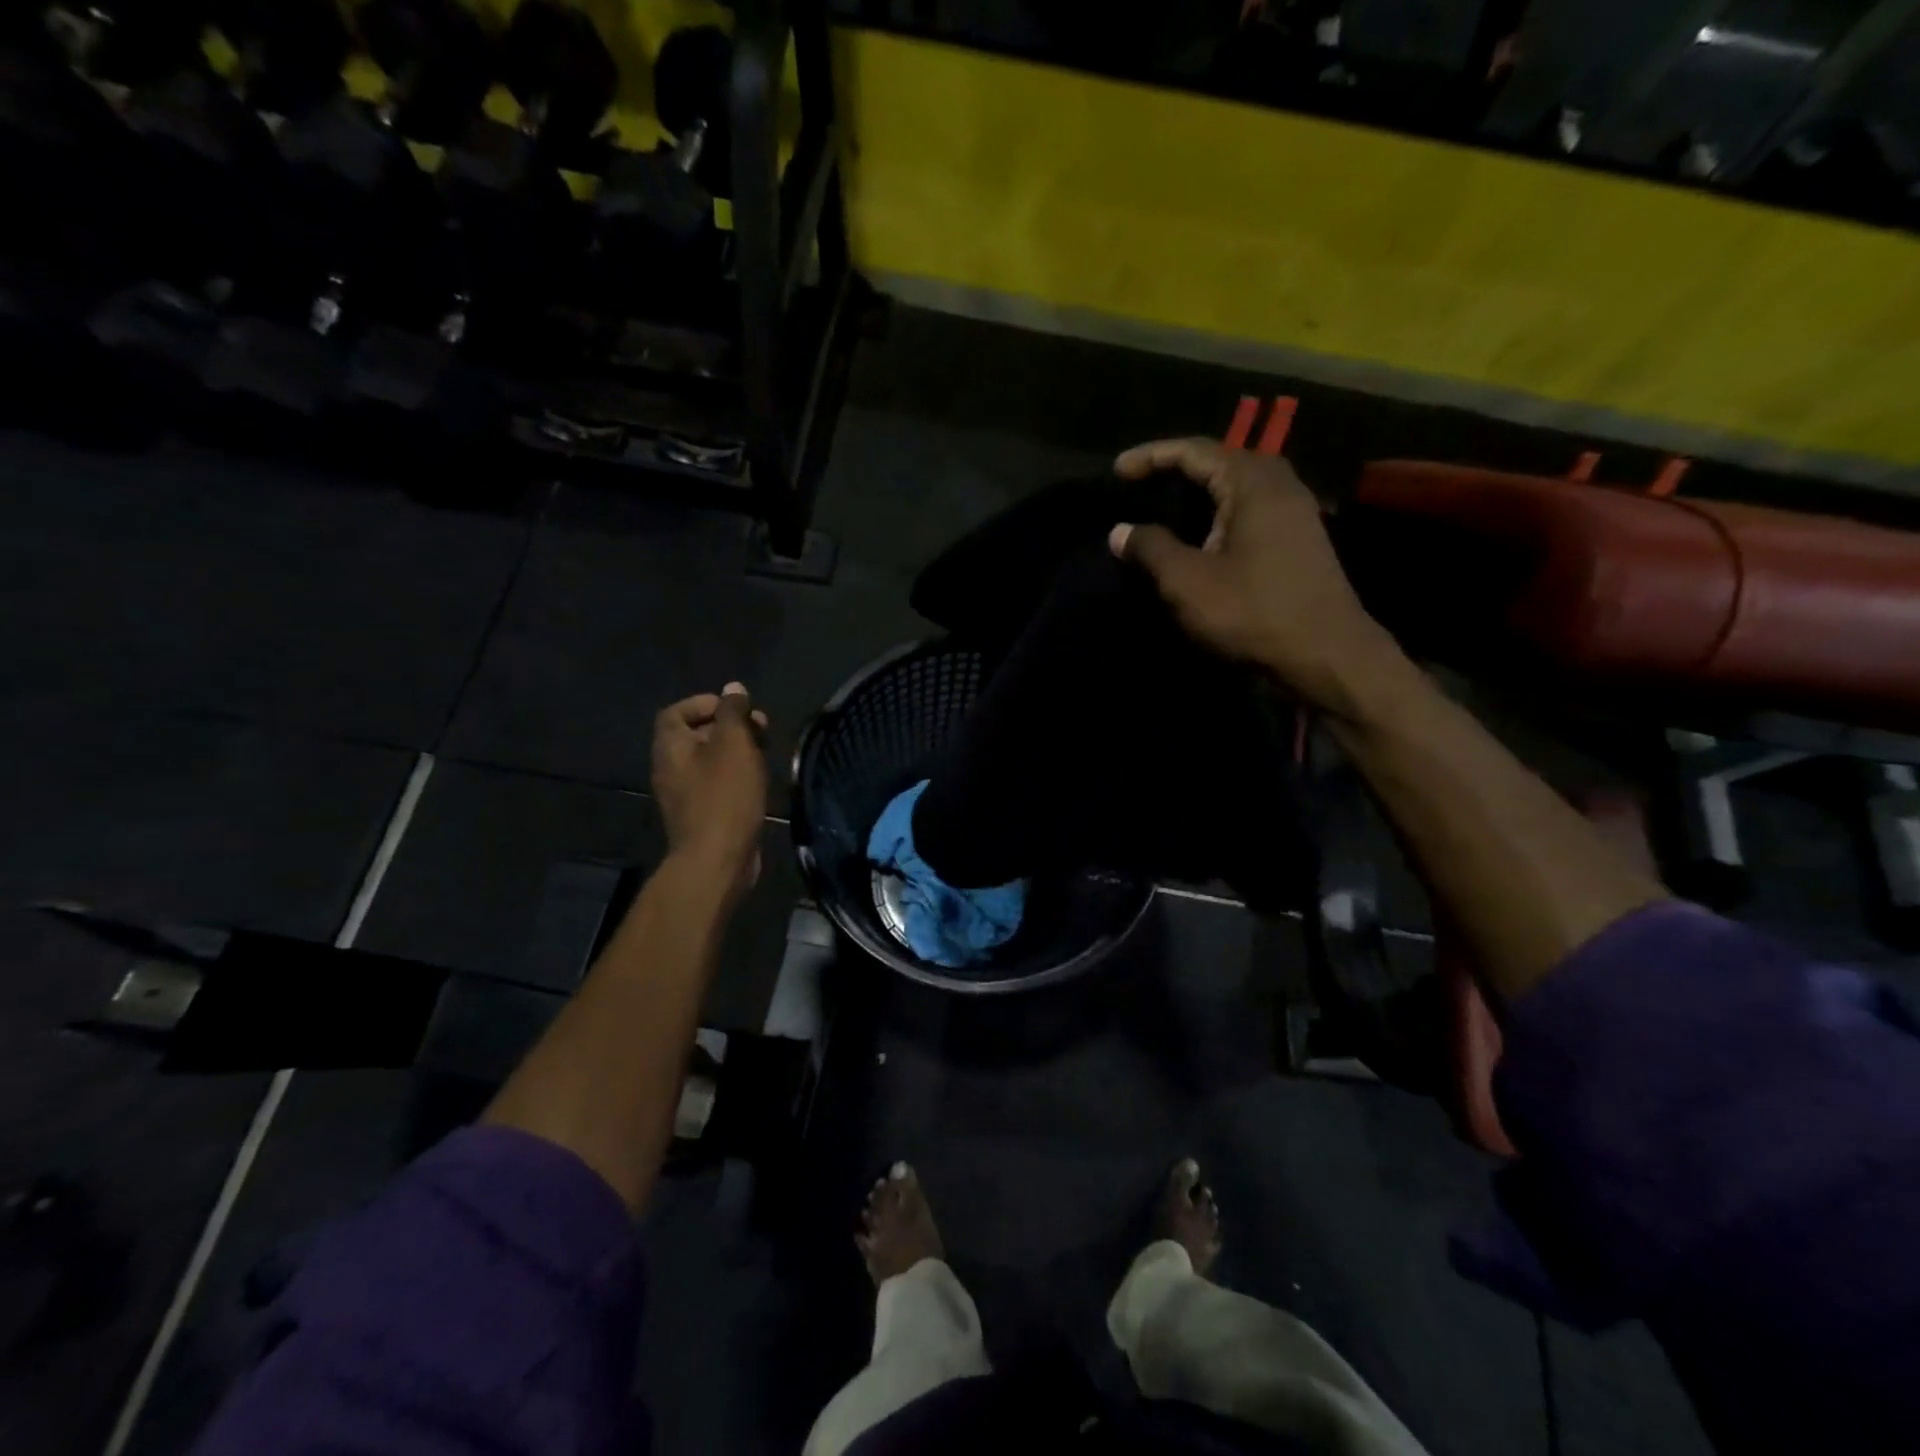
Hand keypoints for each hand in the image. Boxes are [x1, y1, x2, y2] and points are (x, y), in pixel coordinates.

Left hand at [651, 683, 769, 895]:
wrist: (717, 860)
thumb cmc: (725, 796)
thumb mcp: (734, 745)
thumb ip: (733, 713)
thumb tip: (733, 689)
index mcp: (670, 747)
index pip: (676, 712)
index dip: (706, 704)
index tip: (737, 708)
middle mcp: (671, 768)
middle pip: (697, 734)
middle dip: (730, 726)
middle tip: (761, 728)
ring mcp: (685, 794)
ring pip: (711, 760)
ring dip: (738, 751)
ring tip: (766, 752)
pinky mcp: (703, 814)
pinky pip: (718, 783)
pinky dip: (737, 775)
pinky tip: (760, 780)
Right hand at [1108, 438, 1405, 720]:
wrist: (1325, 655)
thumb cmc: (1252, 612)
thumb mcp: (1187, 581)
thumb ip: (1150, 548)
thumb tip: (1119, 530)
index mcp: (1252, 482)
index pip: (1194, 450)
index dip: (1151, 456)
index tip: (1117, 470)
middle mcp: (1279, 485)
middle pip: (1221, 460)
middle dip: (1178, 468)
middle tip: (1141, 483)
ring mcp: (1296, 512)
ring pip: (1239, 485)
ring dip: (1201, 491)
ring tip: (1166, 506)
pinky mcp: (1301, 539)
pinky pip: (1252, 508)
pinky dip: (1220, 512)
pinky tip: (1203, 534)